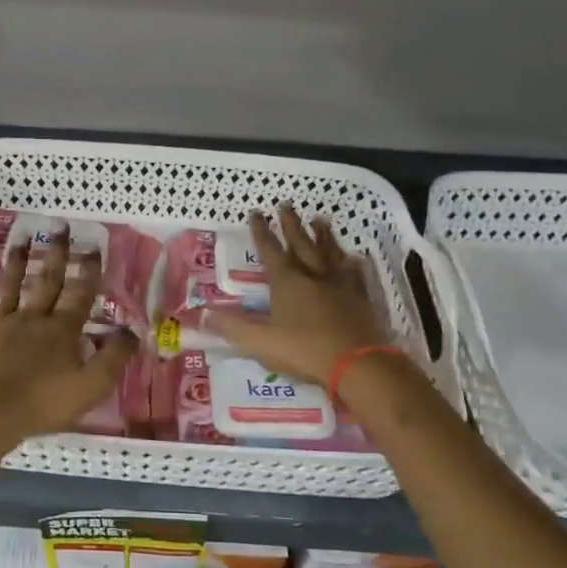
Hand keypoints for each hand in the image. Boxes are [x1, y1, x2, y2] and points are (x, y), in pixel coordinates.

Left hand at [0, 229, 137, 444]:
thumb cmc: (42, 404)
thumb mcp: (91, 386)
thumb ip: (114, 357)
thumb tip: (132, 331)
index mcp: (60, 330)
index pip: (79, 294)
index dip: (88, 271)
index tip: (94, 247)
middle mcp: (29, 319)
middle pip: (45, 282)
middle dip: (56, 255)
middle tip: (60, 228)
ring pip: (7, 287)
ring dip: (15, 263)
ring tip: (21, 240)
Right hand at [210, 205, 390, 383]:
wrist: (357, 363)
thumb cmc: (305, 351)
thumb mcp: (261, 343)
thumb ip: (234, 328)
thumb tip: (206, 315)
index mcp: (287, 283)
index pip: (270, 251)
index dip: (261, 232)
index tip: (256, 213)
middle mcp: (313, 276)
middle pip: (301, 244)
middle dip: (291, 224)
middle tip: (286, 204)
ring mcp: (339, 284)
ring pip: (330, 252)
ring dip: (323, 235)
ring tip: (319, 219)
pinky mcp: (360, 298)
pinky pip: (355, 274)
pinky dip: (353, 264)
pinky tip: (355, 257)